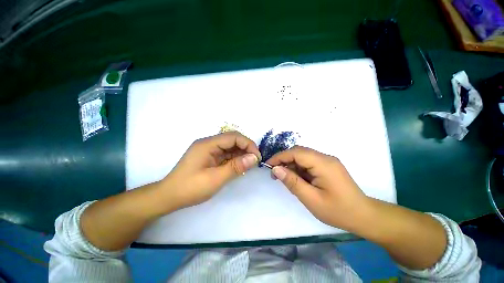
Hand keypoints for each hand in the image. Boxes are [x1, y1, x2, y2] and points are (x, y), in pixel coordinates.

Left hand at [161, 131, 260, 209]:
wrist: (169, 196)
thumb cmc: (191, 188)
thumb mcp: (216, 178)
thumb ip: (236, 167)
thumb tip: (254, 158)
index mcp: (208, 144)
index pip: (233, 137)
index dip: (248, 144)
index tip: (257, 157)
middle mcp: (209, 143)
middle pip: (232, 139)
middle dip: (246, 148)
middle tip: (254, 160)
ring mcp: (209, 149)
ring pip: (230, 146)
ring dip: (241, 153)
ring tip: (249, 164)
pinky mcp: (209, 156)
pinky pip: (226, 154)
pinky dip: (234, 158)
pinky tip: (240, 165)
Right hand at [266, 146, 367, 229]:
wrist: (363, 216)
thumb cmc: (338, 211)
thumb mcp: (311, 199)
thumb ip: (292, 182)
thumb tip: (276, 169)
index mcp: (323, 164)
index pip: (296, 153)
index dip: (280, 157)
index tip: (268, 165)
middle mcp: (325, 158)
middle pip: (299, 152)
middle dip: (284, 160)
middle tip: (275, 173)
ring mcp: (327, 161)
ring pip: (303, 156)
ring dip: (291, 164)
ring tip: (284, 178)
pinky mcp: (327, 166)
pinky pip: (308, 162)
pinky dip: (299, 168)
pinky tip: (296, 178)